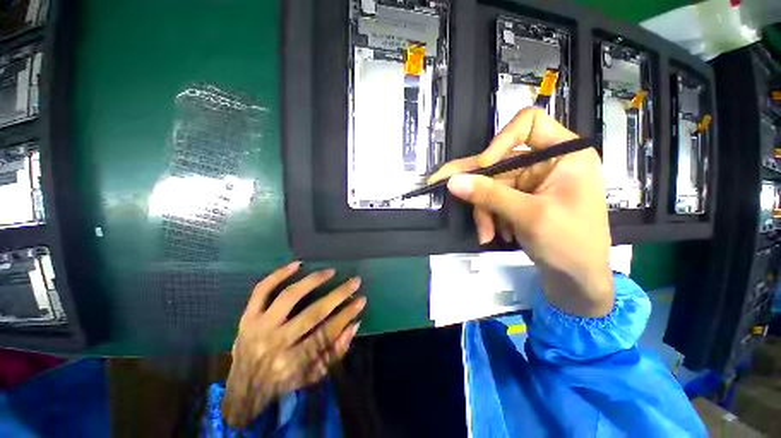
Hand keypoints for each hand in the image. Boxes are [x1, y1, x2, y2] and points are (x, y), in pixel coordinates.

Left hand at [222, 262, 365, 428]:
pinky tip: (297, 264)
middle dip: (338, 295)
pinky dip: (279, 274)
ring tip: (331, 271)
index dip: (346, 314)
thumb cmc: (283, 382)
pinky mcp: (247, 317)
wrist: (241, 389)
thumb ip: (336, 352)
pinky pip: (262, 290)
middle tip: (355, 281)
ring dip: (313, 281)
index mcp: (292, 363)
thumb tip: (355, 324)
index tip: (361, 300)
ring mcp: (259, 326)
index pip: (326, 333)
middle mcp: (275, 342)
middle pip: (312, 313)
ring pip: (289, 296)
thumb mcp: (313, 376)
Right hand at [429, 107, 612, 317]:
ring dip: (484, 211)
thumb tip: (453, 181)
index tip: (484, 165)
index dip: (501, 141)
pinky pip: (494, 200)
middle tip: (449, 189)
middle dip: (480, 188)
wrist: (578, 281)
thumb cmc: (570, 244)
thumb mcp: (529, 216)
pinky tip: (495, 234)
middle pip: (500, 162)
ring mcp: (532, 183)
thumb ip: (489, 195)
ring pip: (492, 185)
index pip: (529, 124)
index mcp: (565, 154)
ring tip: (487, 234)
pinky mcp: (521, 199)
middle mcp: (547, 163)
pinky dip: (490, 217)